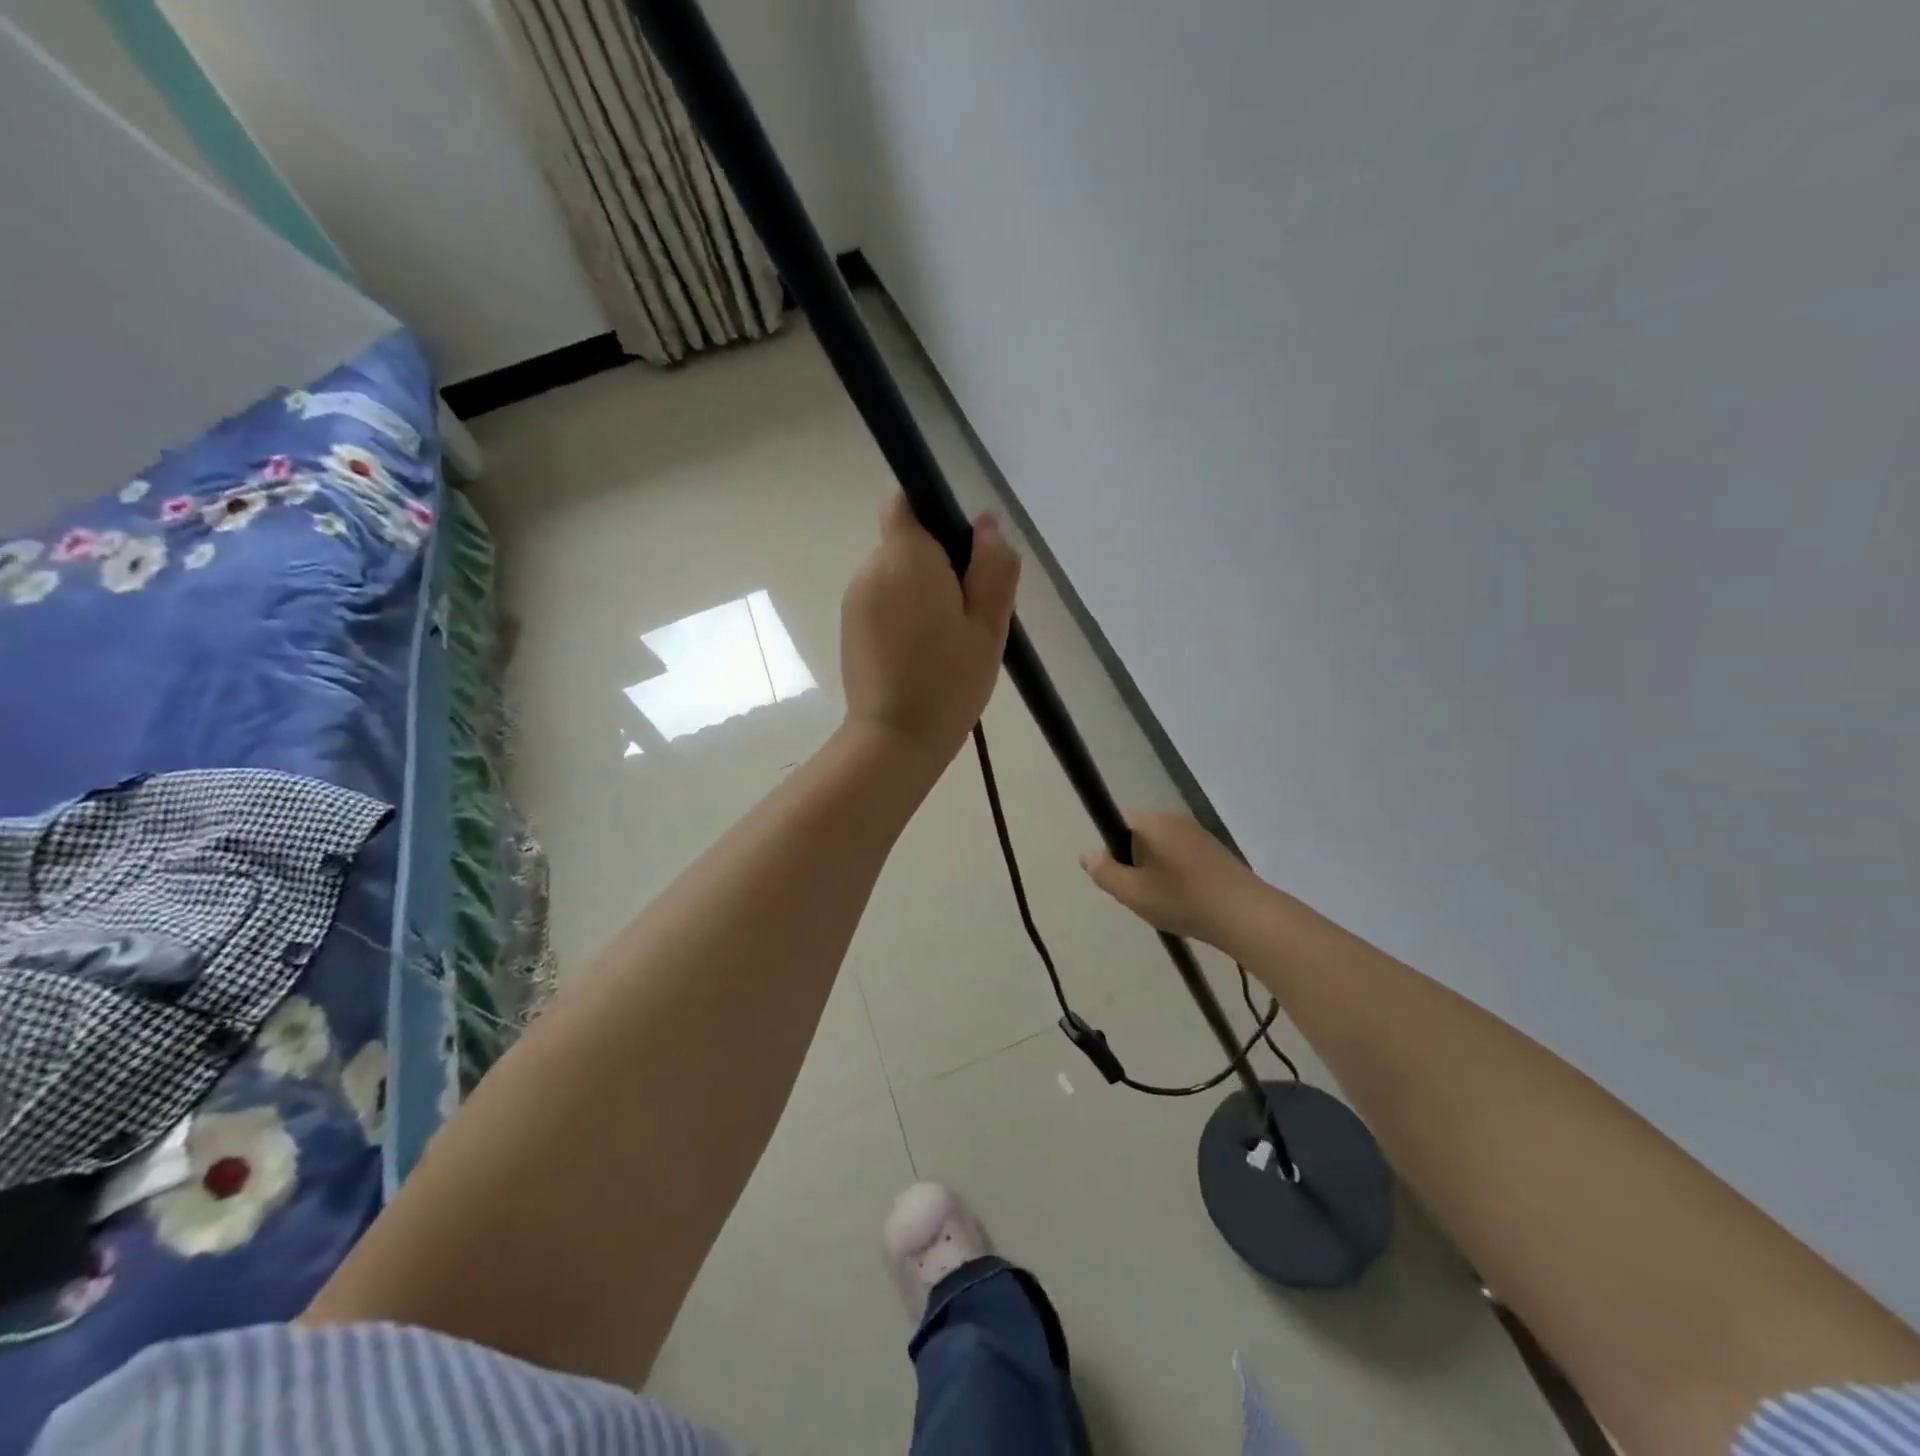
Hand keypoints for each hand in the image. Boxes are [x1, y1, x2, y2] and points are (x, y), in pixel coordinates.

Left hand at [841, 495, 1019, 761]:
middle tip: (968, 613)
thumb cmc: (949, 680)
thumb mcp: (989, 624)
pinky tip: (922, 654)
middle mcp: (871, 568)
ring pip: (895, 575)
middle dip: (938, 564)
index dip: (936, 515)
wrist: (895, 739)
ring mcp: (855, 600)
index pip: (908, 502)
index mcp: (905, 557)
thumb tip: (985, 523)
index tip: (964, 554)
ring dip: (921, 593)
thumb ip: (993, 565)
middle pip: (906, 543)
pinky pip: (882, 602)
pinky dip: (903, 615)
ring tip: (947, 640)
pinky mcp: (849, 627)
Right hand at [1081, 811, 1269, 944]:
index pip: (1120, 823)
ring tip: (1167, 903)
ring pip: (1164, 849)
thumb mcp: (1133, 893)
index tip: (1123, 879)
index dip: (1115, 851)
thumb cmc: (1182, 900)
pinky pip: (1185, 857)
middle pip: (1142, 836)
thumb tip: (1088, 854)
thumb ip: (1105, 872)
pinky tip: (1188, 902)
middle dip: (1137, 863)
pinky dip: (1180, 876)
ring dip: (1159, 872)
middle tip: (1142, 896)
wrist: (1246, 915)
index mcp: (1152, 823)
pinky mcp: (1217, 851)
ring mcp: (1200, 834)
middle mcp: (1175, 819)